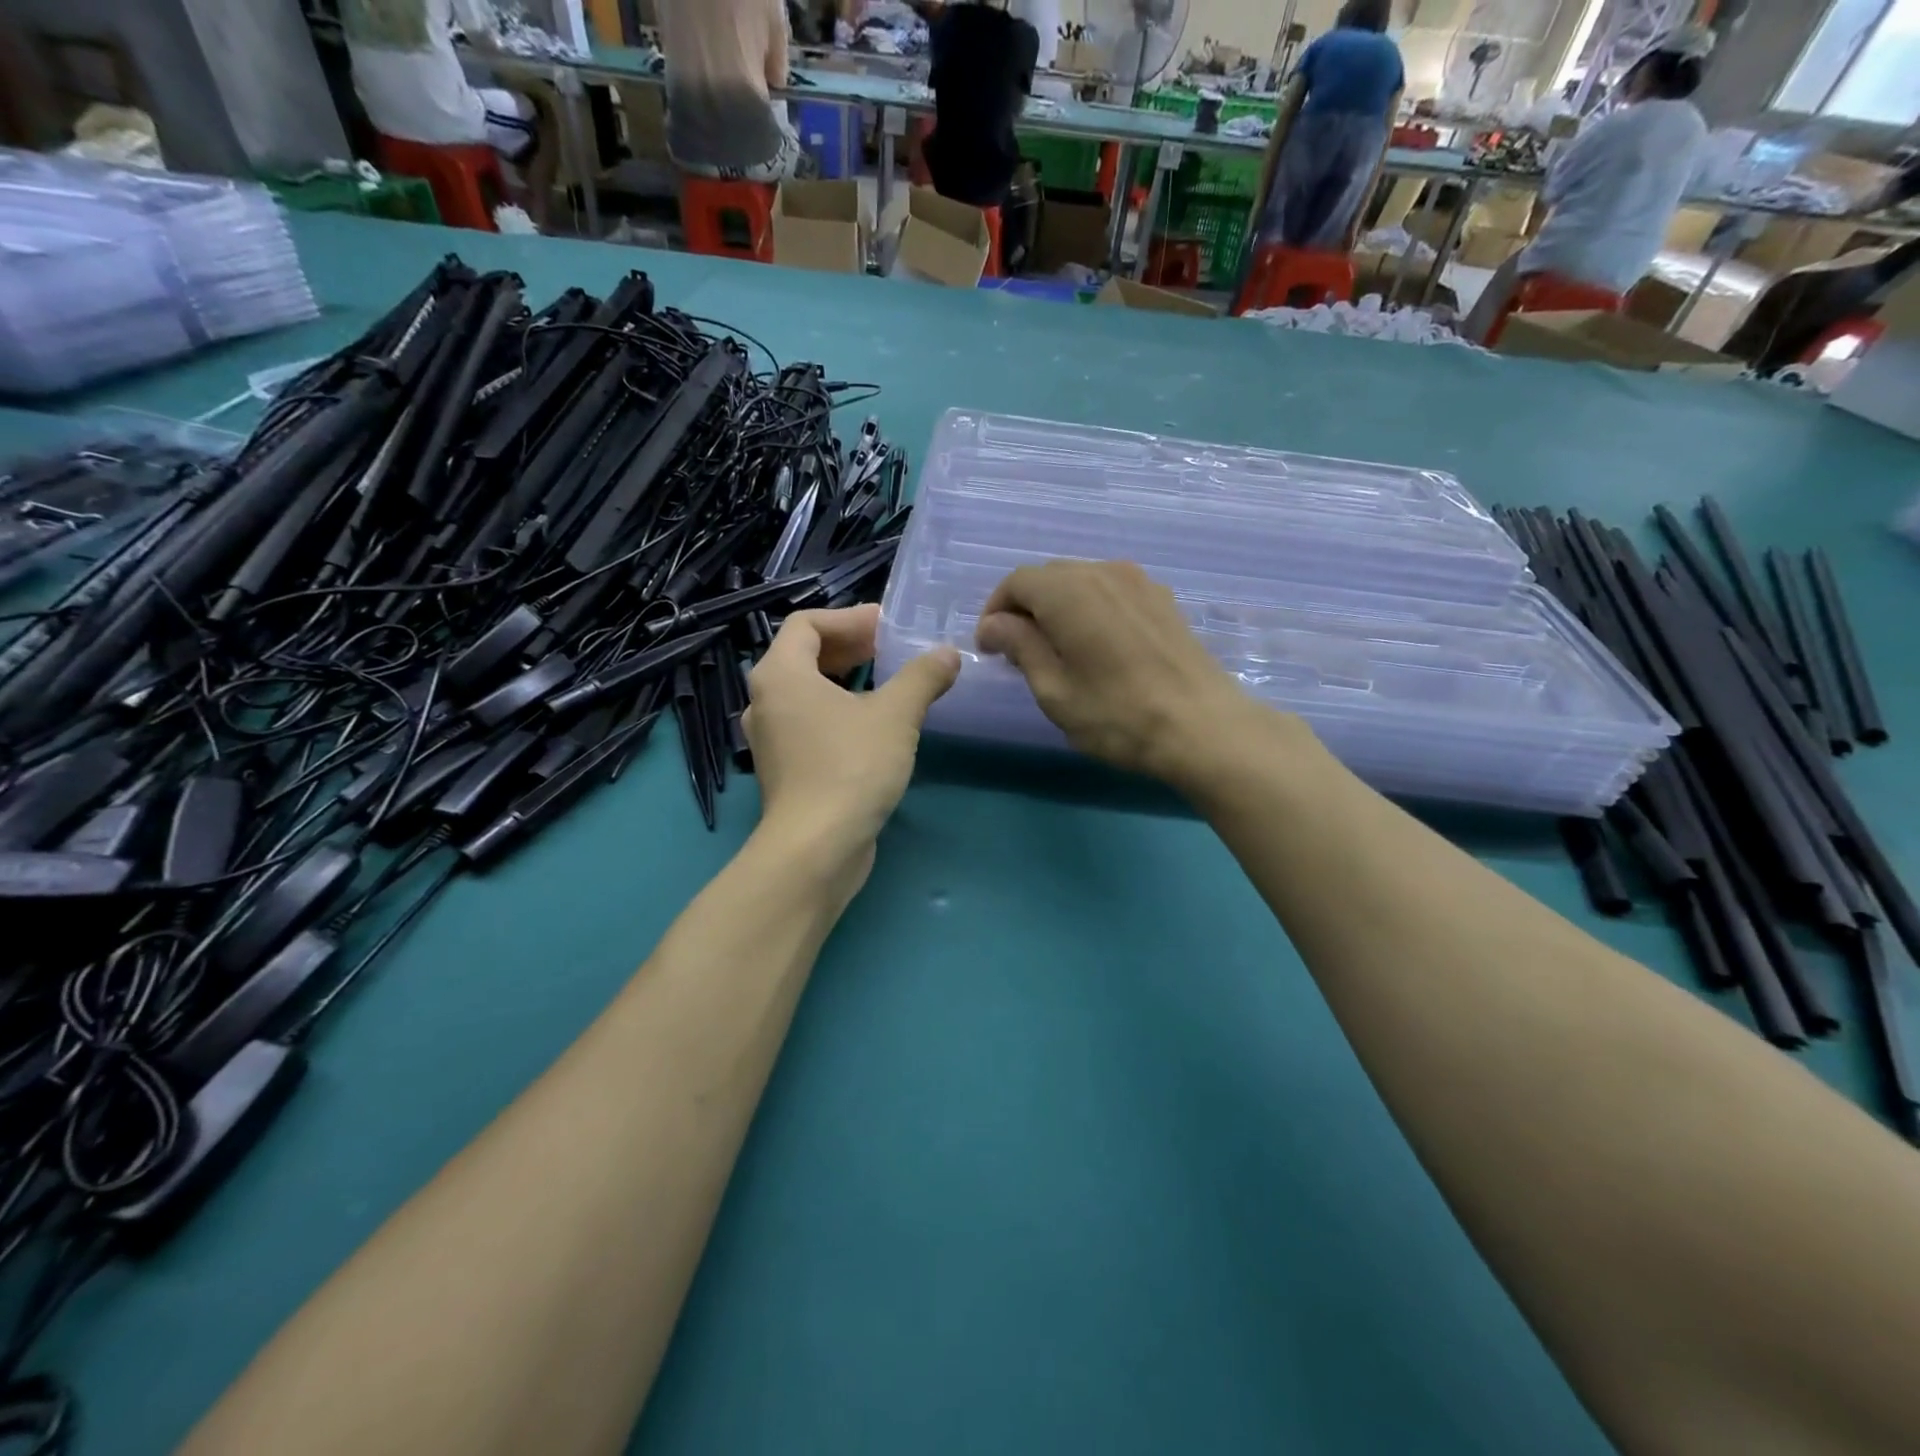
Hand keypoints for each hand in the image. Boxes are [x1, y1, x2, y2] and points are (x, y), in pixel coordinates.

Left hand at [744, 604, 958, 877]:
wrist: (816, 848)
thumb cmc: (851, 767)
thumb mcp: (896, 715)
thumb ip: (922, 677)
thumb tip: (949, 654)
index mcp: (781, 674)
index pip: (807, 624)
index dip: (849, 618)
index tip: (887, 627)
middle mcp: (766, 701)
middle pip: (804, 656)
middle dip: (850, 647)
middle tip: (890, 650)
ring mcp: (772, 739)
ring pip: (807, 692)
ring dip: (845, 681)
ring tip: (887, 685)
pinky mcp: (784, 770)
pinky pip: (809, 723)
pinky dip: (838, 712)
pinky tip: (874, 727)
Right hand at [975, 561, 1284, 786]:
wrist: (1203, 727)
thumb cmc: (1117, 714)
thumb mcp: (1054, 690)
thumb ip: (1020, 646)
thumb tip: (995, 624)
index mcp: (1069, 591)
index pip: (1017, 582)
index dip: (995, 611)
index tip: (989, 648)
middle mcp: (1103, 571)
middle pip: (1049, 577)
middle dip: (1025, 608)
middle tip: (1017, 652)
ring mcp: (1139, 582)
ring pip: (1081, 582)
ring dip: (1058, 608)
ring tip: (1056, 650)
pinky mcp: (1162, 599)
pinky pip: (1111, 592)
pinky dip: (1090, 610)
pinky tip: (1095, 646)